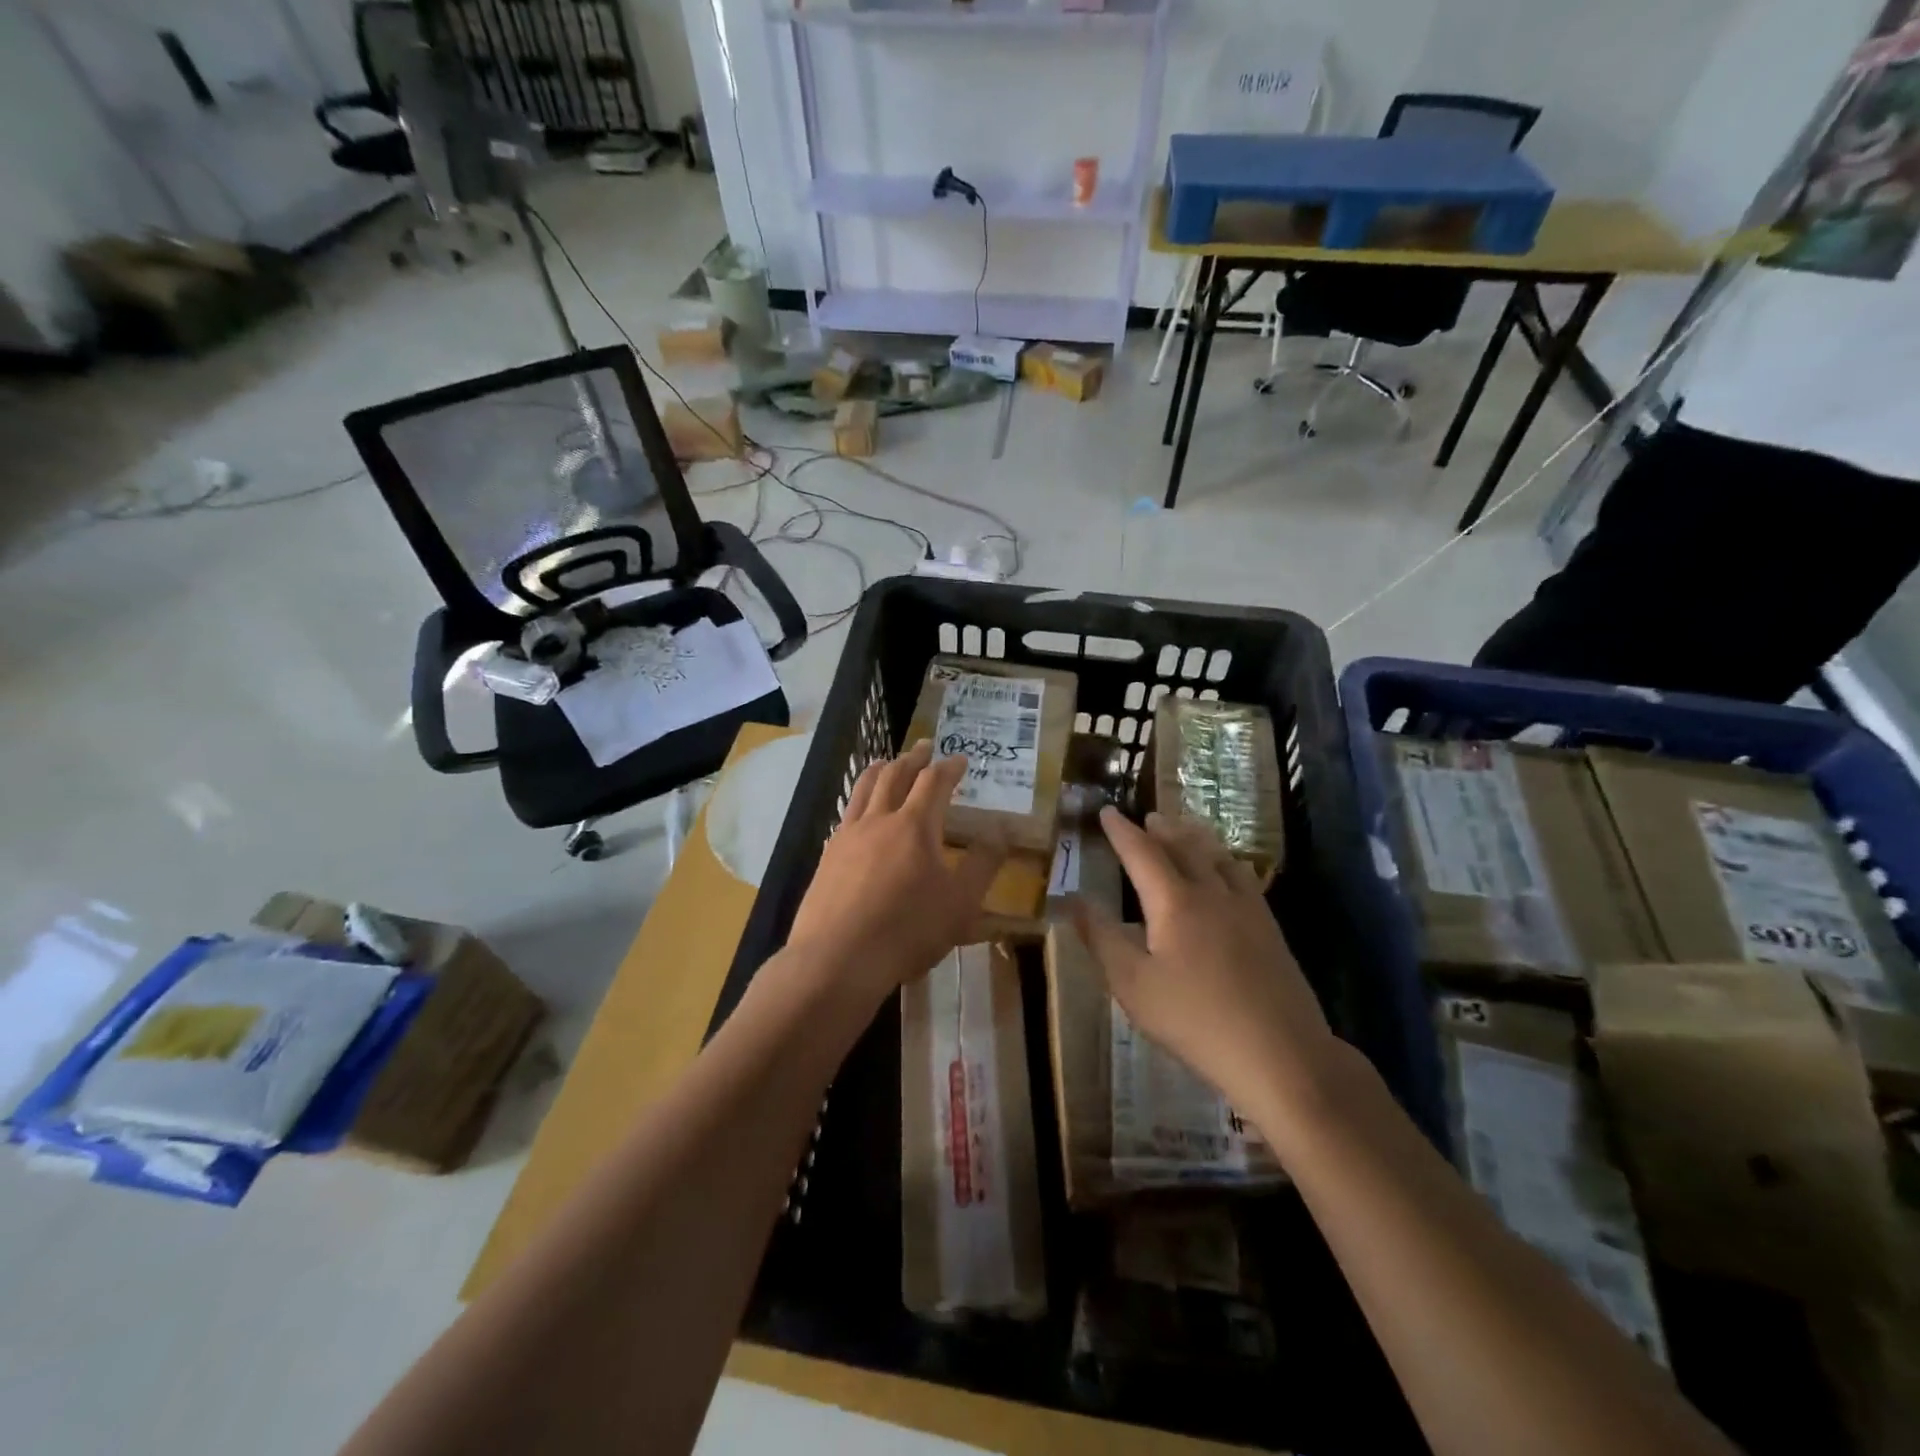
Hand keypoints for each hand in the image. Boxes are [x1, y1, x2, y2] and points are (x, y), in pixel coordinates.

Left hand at [785, 741, 1005, 1009]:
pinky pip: (846, 814)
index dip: (949, 767)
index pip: (934, 782)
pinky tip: (860, 813)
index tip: (960, 759)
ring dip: (880, 769)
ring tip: (887, 762)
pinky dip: (859, 800)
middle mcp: (879, 820)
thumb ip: (983, 864)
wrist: (838, 958)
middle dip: (913, 758)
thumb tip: (1001, 832)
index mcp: (915, 825)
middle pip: (895, 775)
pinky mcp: (827, 856)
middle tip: (924, 747)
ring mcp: (848, 836)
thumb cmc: (908, 929)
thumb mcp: (961, 903)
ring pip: (864, 788)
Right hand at [1074, 806, 1341, 1131]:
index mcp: (1175, 902)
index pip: (1142, 852)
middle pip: (1185, 846)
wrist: (1281, 1054)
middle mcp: (1212, 892)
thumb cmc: (1195, 1020)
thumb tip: (1073, 901)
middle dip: (1162, 829)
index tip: (1107, 811)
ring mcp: (1247, 908)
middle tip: (1147, 817)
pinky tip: (1227, 872)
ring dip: (1195, 838)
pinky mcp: (1270, 928)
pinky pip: (1242, 877)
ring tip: (1183, 830)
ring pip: (1218, 857)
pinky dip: (1224, 861)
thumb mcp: (1132, 985)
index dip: (1122, 831)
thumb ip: (1101, 938)